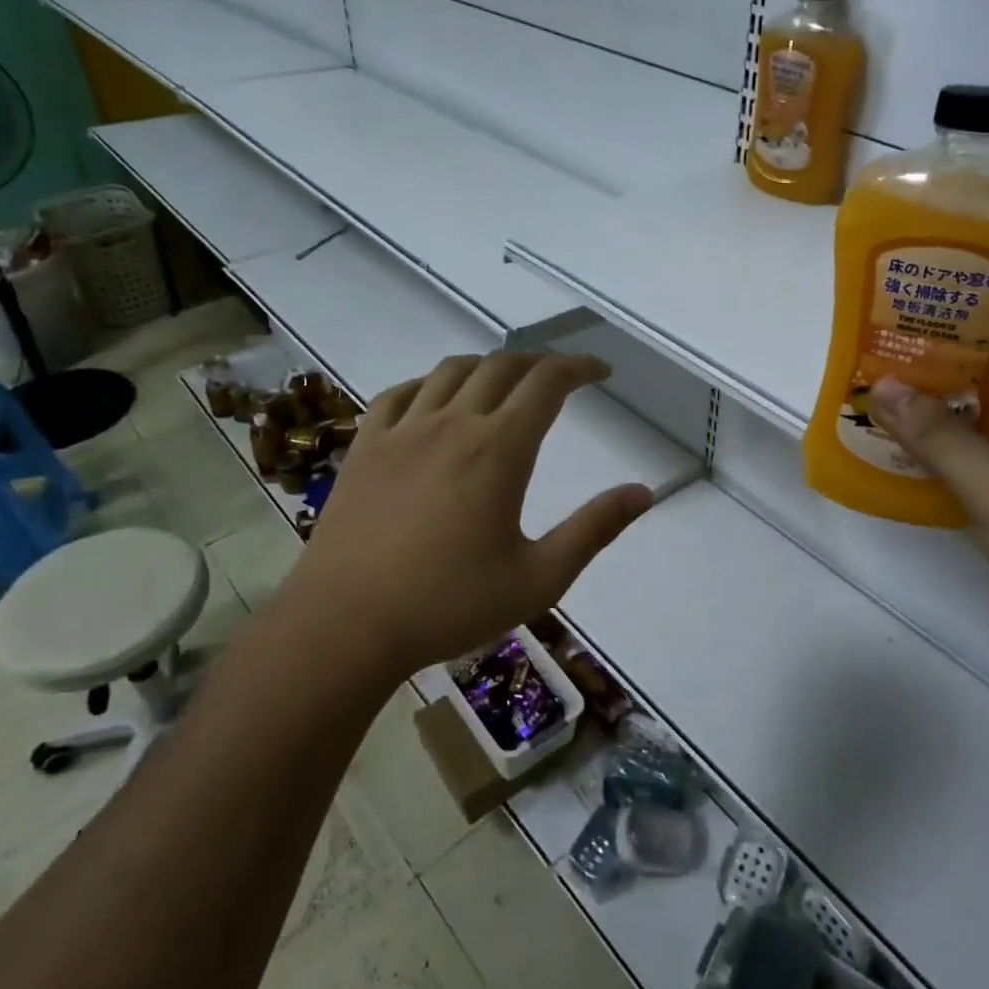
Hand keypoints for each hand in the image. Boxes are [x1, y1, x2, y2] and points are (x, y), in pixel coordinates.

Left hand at [273, 352, 653, 681]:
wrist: (344, 626)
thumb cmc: (448, 605)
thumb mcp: (539, 578)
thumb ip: (594, 530)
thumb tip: (643, 493)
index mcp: (499, 449)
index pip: (547, 383)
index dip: (578, 367)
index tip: (600, 371)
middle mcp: (452, 424)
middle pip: (501, 367)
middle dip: (539, 362)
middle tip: (560, 376)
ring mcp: (402, 431)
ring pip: (451, 372)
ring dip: (487, 366)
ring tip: (505, 381)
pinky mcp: (365, 447)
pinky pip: (400, 394)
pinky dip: (429, 384)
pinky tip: (434, 400)